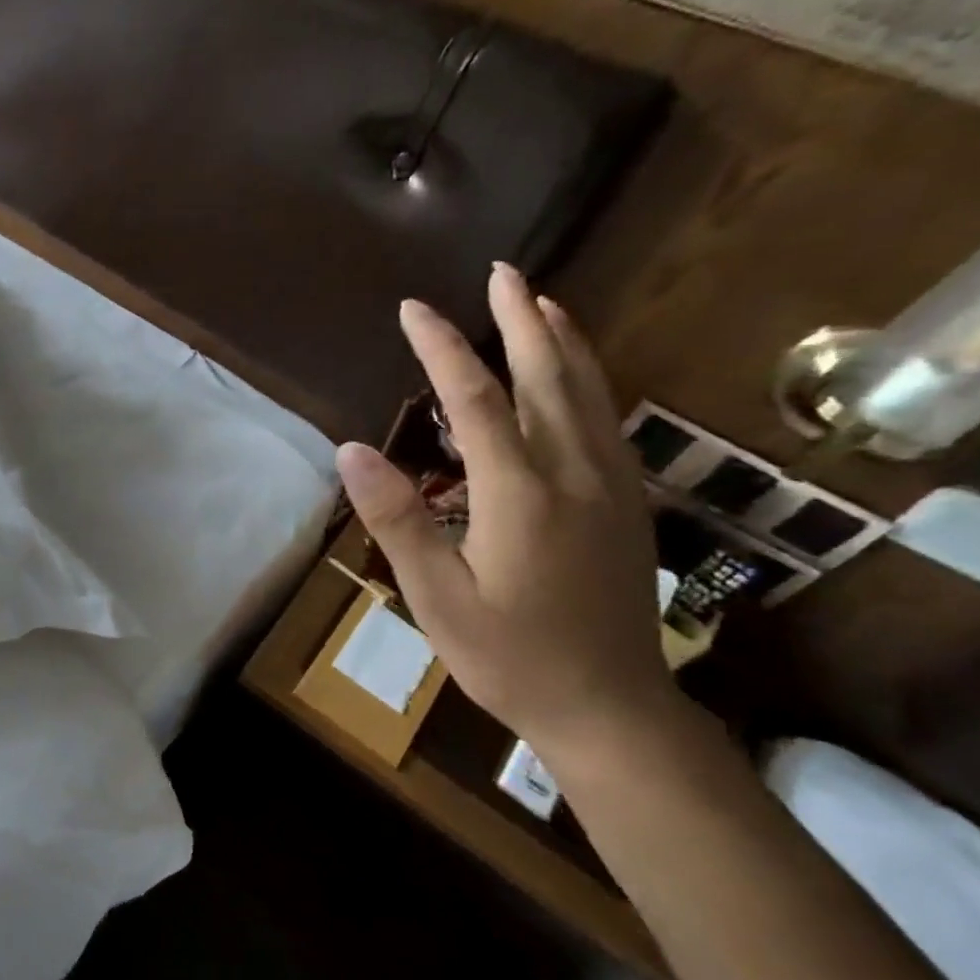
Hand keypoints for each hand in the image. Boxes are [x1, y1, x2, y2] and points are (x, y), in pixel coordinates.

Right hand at [336, 263, 674, 763]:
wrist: (609, 707)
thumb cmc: (508, 656)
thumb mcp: (435, 596)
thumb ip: (397, 518)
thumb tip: (351, 450)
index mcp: (520, 494)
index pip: (476, 400)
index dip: (443, 348)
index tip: (415, 308)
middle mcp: (574, 474)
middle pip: (549, 377)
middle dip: (522, 319)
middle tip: (502, 272)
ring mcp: (611, 486)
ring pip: (590, 392)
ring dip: (564, 339)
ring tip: (543, 300)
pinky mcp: (627, 504)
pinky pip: (607, 420)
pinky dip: (588, 379)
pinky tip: (576, 374)